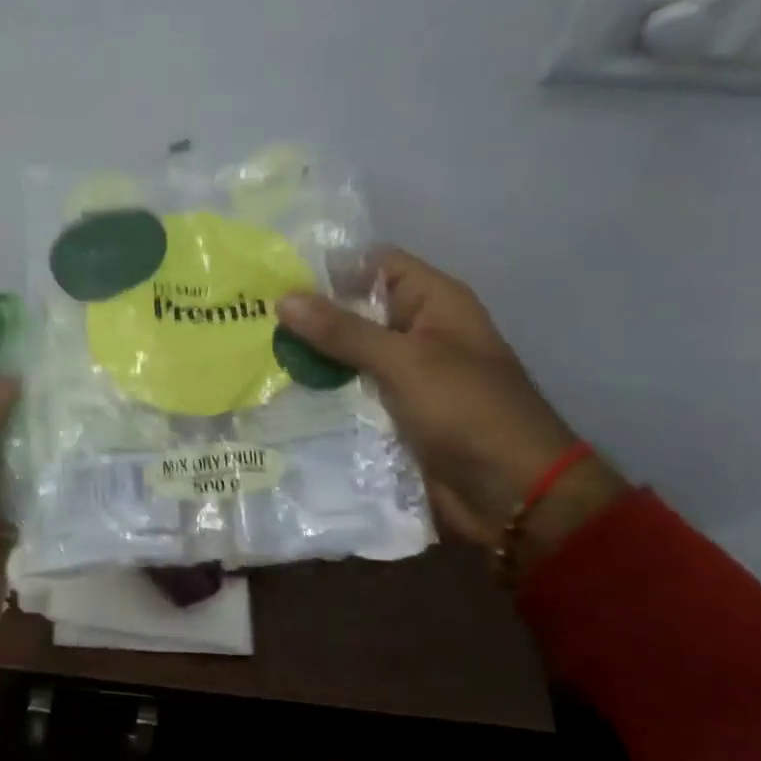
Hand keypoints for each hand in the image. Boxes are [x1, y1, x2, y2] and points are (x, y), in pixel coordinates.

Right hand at [277, 250, 624, 563]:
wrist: (511, 495)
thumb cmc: (467, 411)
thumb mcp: (404, 362)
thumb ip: (342, 331)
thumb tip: (283, 298)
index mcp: (434, 303)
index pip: (375, 264)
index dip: (328, 267)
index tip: (273, 277)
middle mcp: (416, 332)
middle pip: (354, 311)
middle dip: (307, 316)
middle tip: (249, 319)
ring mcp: (403, 376)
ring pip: (345, 355)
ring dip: (308, 357)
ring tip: (252, 353)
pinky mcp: (390, 414)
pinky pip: (348, 393)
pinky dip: (319, 392)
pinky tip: (276, 392)